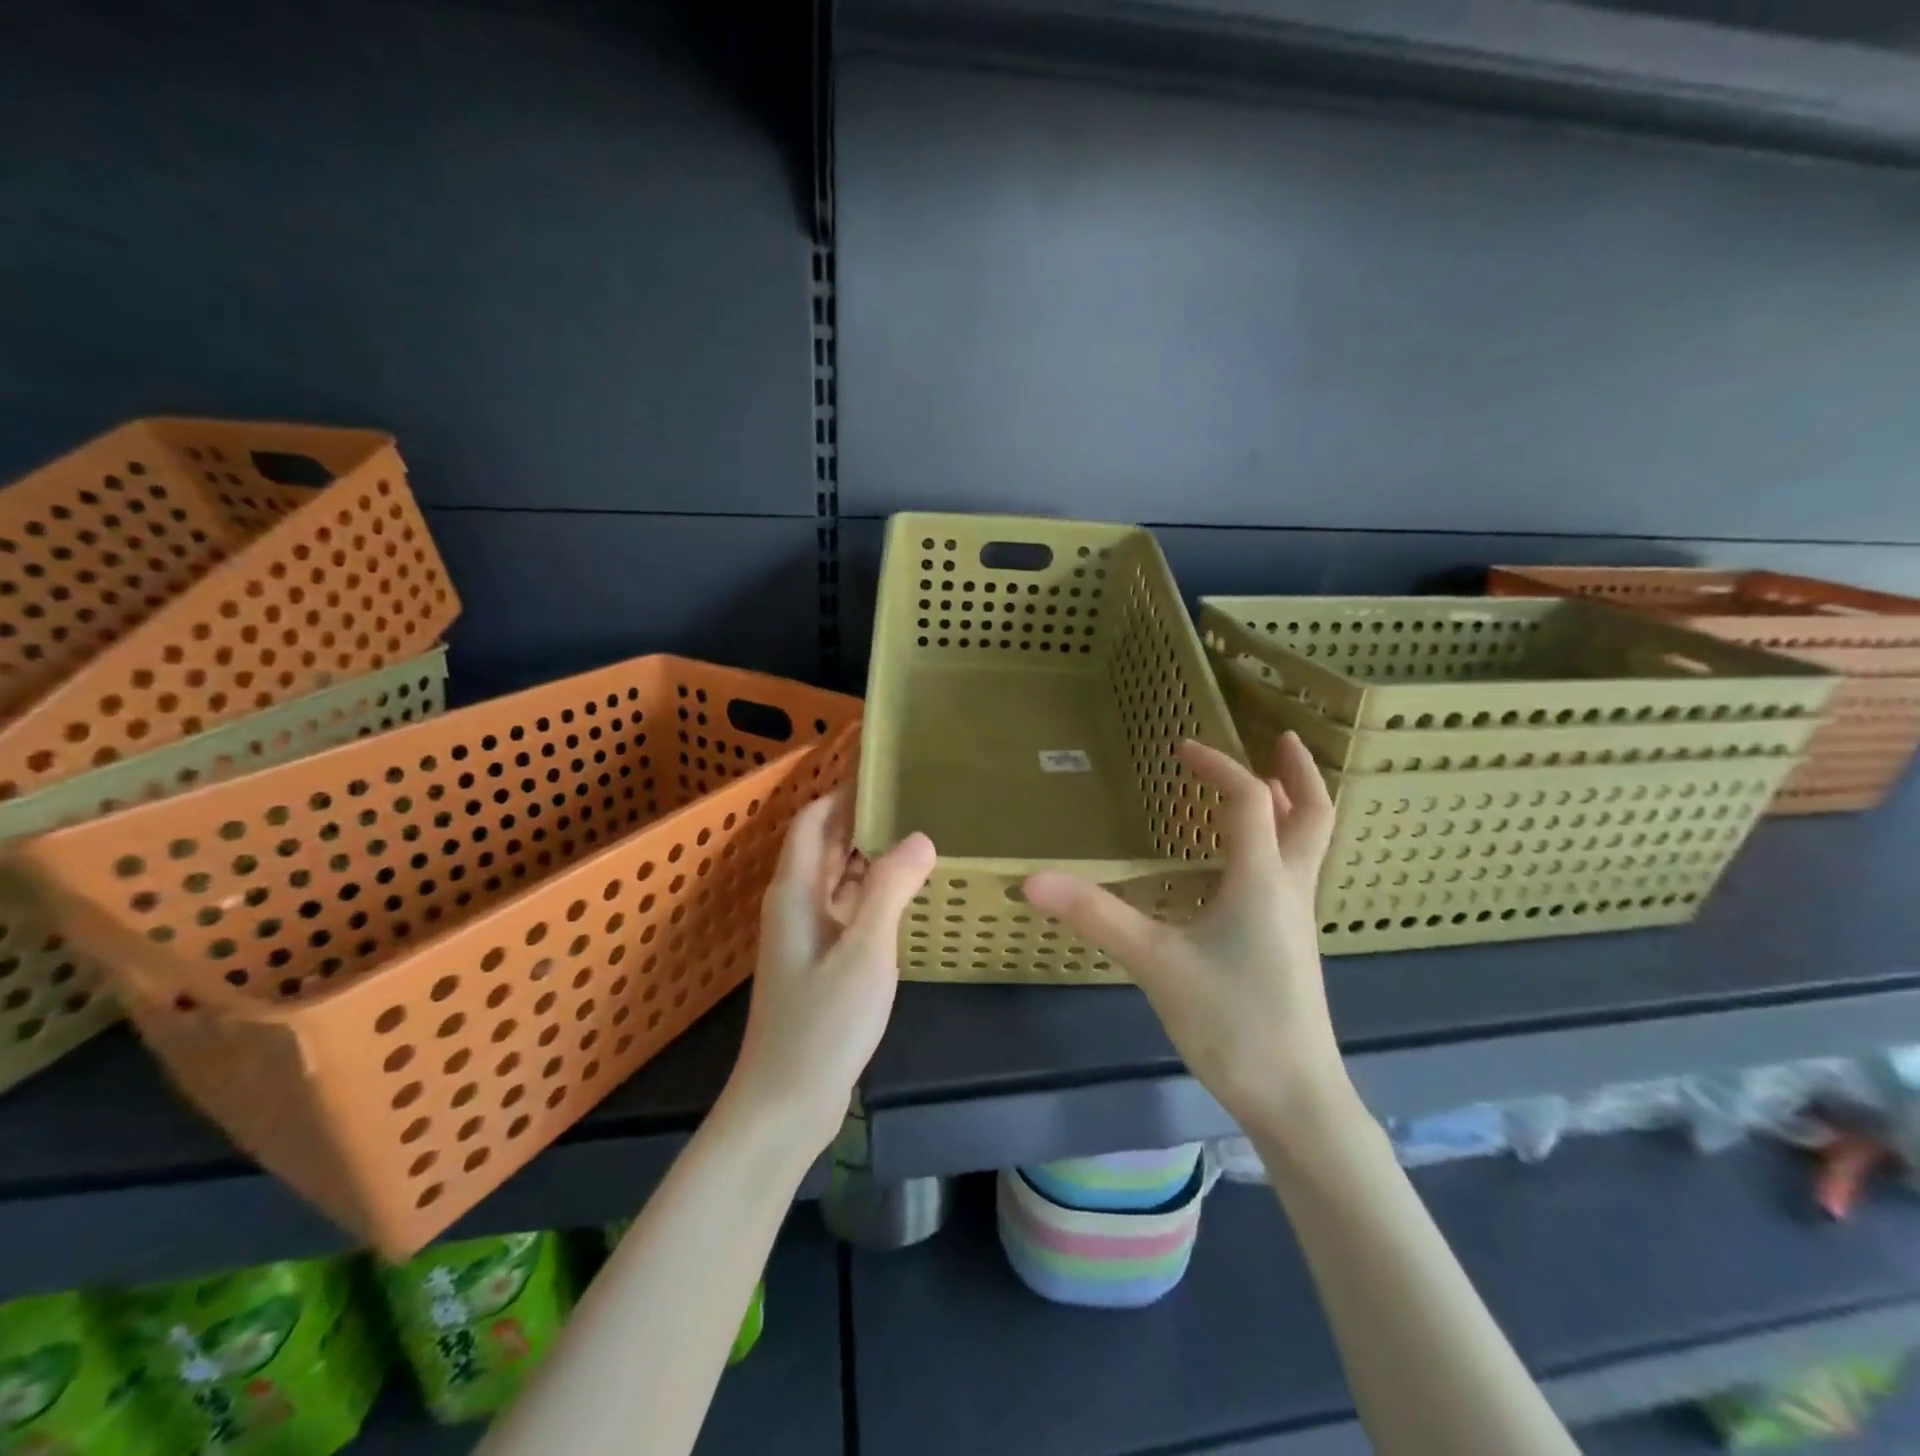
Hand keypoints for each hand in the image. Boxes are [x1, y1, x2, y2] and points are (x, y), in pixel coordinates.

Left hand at [727, 787, 936, 1152]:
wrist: (786, 1102)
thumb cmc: (823, 1021)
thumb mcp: (865, 950)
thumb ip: (891, 888)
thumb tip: (920, 836)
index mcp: (795, 891)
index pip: (814, 820)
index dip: (842, 791)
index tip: (883, 769)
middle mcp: (796, 904)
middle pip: (826, 845)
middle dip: (862, 818)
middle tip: (914, 796)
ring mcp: (808, 935)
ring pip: (839, 878)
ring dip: (871, 854)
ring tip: (919, 832)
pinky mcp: (821, 961)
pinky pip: (848, 908)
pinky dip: (873, 891)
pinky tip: (907, 891)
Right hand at [1024, 732, 1349, 1136]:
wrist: (1296, 1099)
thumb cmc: (1232, 1022)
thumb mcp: (1155, 964)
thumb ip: (1096, 917)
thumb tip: (1032, 879)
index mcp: (1262, 880)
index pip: (1247, 800)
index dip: (1217, 766)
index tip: (1181, 748)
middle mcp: (1289, 889)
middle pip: (1312, 815)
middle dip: (1298, 772)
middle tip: (1281, 737)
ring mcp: (1297, 919)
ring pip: (1309, 845)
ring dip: (1293, 806)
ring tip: (1269, 786)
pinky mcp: (1292, 945)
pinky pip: (1295, 873)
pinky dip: (1282, 843)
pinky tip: (1250, 863)